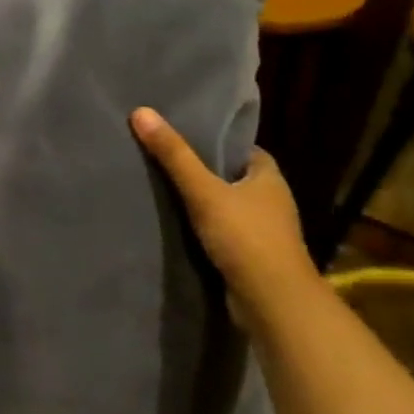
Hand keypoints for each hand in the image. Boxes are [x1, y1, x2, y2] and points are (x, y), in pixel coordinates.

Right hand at [130, 109, 323, 319]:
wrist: (272, 302)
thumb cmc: (245, 237)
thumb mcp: (203, 191)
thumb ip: (174, 155)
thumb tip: (141, 111)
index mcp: (269, 177)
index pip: (242, 149)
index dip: (215, 143)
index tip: (183, 137)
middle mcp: (272, 201)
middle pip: (232, 178)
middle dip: (204, 173)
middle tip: (163, 162)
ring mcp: (264, 232)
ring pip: (227, 208)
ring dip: (203, 205)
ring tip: (163, 193)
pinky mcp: (252, 258)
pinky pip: (223, 235)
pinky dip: (204, 231)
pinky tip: (177, 229)